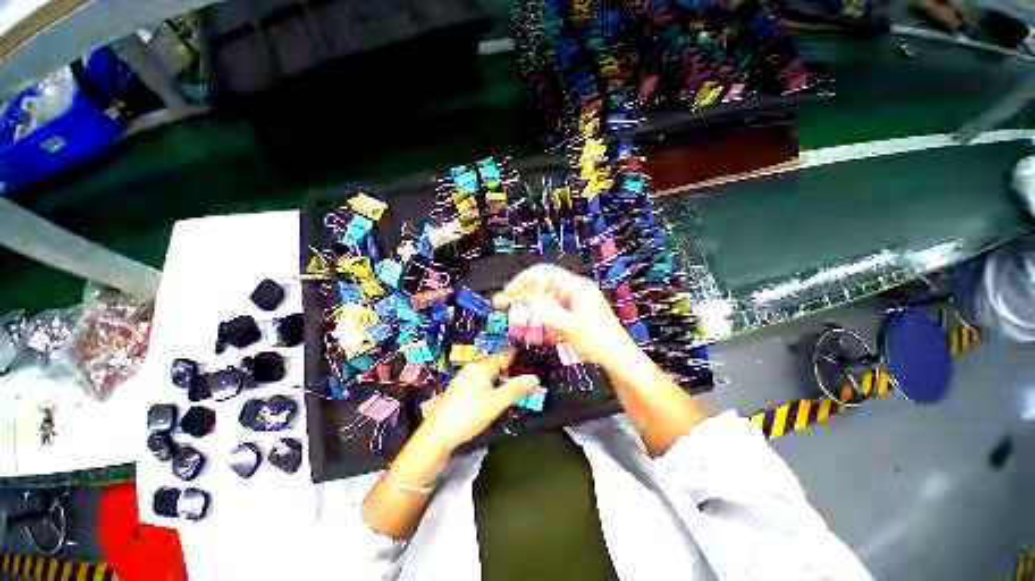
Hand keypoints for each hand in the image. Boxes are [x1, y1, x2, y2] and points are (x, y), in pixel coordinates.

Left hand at [420, 350, 539, 449]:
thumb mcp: (496, 403)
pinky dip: (492, 384)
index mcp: (480, 368)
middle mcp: (471, 370)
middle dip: (509, 367)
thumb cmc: (469, 415)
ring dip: (501, 377)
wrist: (438, 435)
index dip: (515, 356)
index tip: (529, 355)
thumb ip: (516, 389)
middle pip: (495, 364)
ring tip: (515, 381)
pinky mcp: (460, 392)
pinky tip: (496, 393)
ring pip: (488, 374)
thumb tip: (535, 378)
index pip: (502, 356)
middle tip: (525, 370)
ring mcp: (464, 380)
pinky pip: (481, 382)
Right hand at [492, 264, 635, 365]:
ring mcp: (576, 299)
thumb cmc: (596, 341)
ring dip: (529, 304)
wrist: (618, 358)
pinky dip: (540, 313)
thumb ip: (544, 310)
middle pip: (542, 284)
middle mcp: (574, 288)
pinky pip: (553, 307)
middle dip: (521, 293)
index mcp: (575, 286)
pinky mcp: (576, 310)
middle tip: (502, 305)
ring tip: (513, 316)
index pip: (542, 273)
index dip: (521, 280)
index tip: (506, 294)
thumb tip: (525, 298)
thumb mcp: (568, 326)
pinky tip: (532, 323)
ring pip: (545, 296)